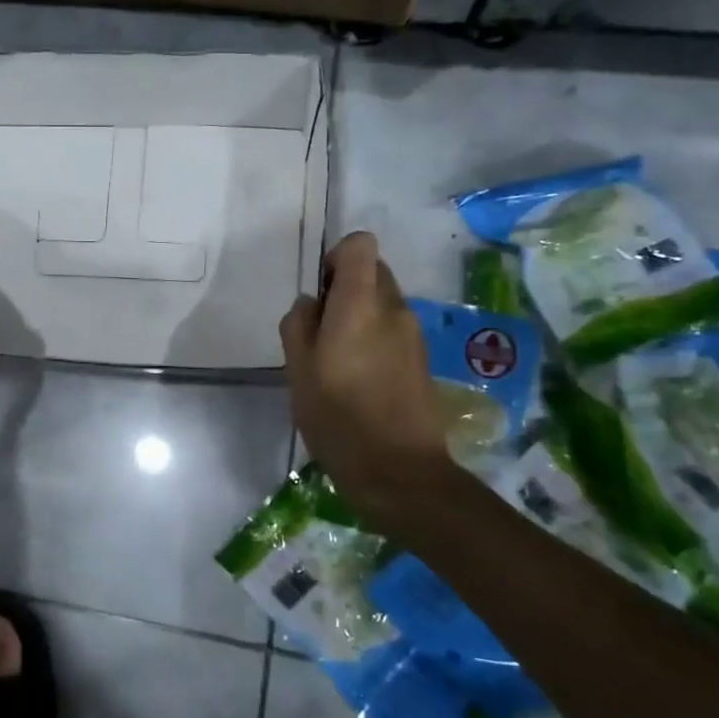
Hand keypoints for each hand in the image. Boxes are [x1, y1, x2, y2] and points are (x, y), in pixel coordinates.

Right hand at [280, 232, 450, 523]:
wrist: (399, 472)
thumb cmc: (338, 416)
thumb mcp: (297, 370)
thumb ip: (298, 325)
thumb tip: (311, 304)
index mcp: (361, 303)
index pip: (360, 245)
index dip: (335, 257)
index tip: (319, 293)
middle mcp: (394, 309)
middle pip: (372, 272)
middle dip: (344, 290)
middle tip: (320, 332)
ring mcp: (414, 335)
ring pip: (382, 304)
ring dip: (358, 317)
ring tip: (336, 362)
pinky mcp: (422, 361)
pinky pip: (392, 331)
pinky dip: (373, 340)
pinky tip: (357, 381)